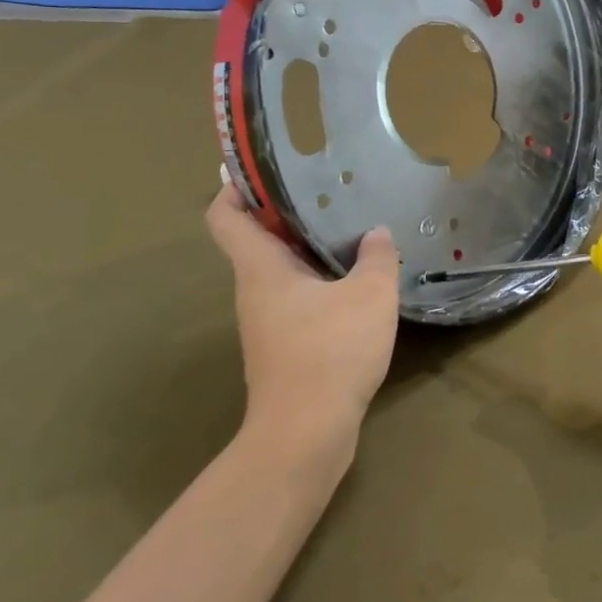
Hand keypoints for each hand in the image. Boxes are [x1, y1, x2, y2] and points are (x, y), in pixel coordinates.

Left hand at [205, 186, 400, 453]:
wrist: (306, 435)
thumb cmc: (330, 352)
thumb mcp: (369, 295)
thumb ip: (376, 257)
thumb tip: (375, 234)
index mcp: (261, 268)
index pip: (226, 216)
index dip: (235, 186)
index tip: (263, 167)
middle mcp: (255, 290)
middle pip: (257, 239)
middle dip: (287, 211)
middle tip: (329, 189)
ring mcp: (268, 321)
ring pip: (281, 270)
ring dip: (308, 248)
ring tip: (351, 228)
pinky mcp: (285, 346)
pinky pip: (297, 298)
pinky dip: (320, 281)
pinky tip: (356, 281)